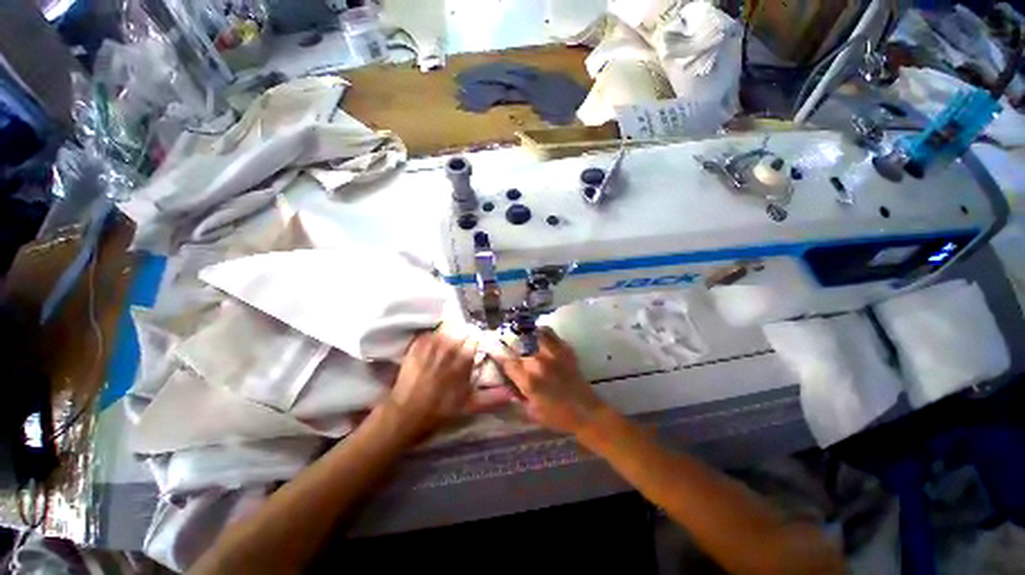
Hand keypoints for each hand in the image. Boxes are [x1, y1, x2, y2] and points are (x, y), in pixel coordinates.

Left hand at [384, 324, 512, 440]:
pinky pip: (427, 335)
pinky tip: (432, 346)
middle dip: (463, 334)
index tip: (477, 346)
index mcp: (463, 360)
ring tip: (449, 341)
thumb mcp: (468, 407)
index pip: (475, 340)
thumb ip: (491, 398)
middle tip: (463, 343)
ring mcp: (429, 345)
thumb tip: (512, 395)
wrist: (407, 413)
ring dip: (448, 333)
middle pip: (459, 330)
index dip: (477, 342)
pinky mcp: (414, 347)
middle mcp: (448, 347)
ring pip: (443, 329)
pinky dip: (431, 337)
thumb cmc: (440, 412)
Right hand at [488, 330, 609, 434]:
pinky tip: (537, 337)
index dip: (496, 355)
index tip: (491, 350)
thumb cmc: (557, 417)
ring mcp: (554, 354)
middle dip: (508, 341)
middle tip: (503, 340)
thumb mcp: (530, 412)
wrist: (586, 412)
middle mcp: (539, 363)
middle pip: (518, 343)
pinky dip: (542, 333)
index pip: (506, 362)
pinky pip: (551, 334)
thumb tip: (506, 385)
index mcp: (528, 380)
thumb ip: (516, 397)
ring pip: (534, 333)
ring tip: (519, 334)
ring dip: (525, 333)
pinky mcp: (566, 351)